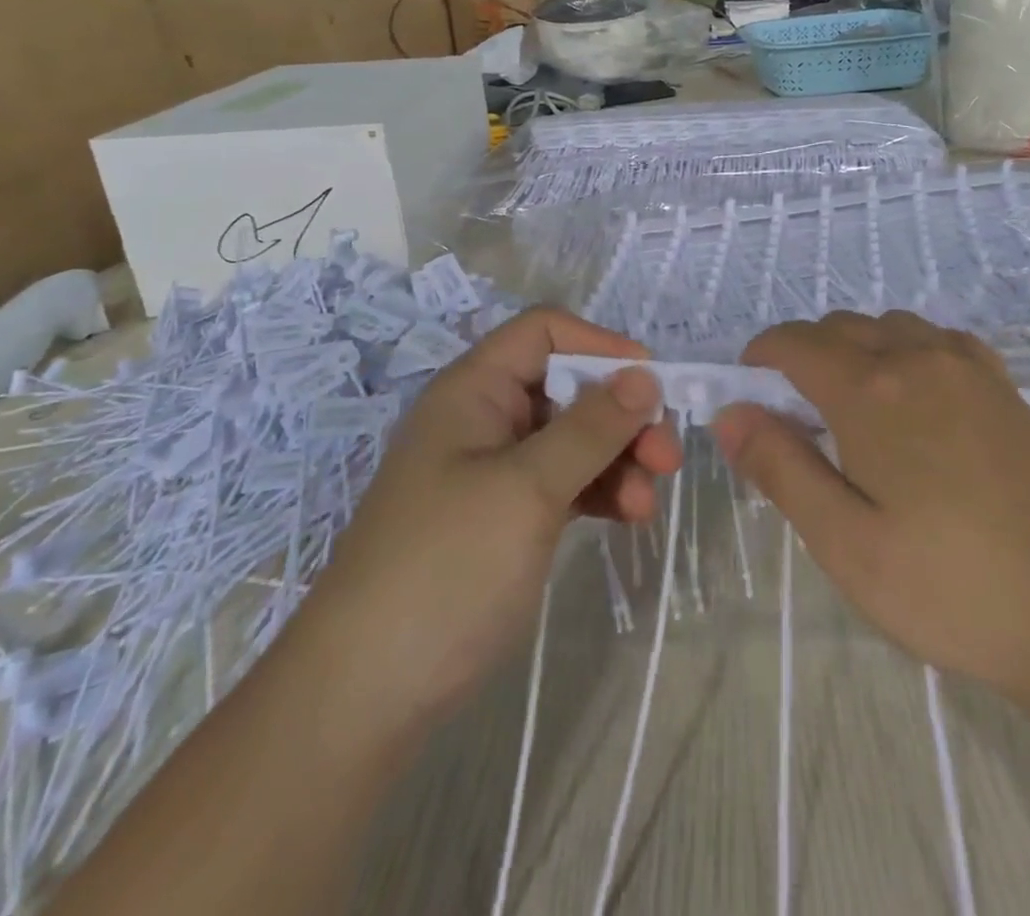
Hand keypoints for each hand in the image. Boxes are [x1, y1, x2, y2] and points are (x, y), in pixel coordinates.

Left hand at [288, 308, 679, 745]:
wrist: (363, 697)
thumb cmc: (445, 568)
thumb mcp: (527, 488)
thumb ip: (591, 427)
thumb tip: (646, 375)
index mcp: (474, 390)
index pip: (544, 332)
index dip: (600, 346)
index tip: (652, 384)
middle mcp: (484, 419)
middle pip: (568, 388)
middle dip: (621, 415)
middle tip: (666, 458)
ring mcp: (493, 471)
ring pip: (573, 439)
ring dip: (618, 460)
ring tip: (647, 505)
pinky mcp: (504, 517)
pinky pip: (564, 482)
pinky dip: (599, 492)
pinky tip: (627, 517)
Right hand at [712, 311, 1029, 707]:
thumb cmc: (952, 587)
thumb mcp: (846, 543)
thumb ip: (782, 467)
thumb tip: (730, 413)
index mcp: (871, 391)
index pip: (796, 342)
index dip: (760, 358)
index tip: (749, 396)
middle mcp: (917, 358)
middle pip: (840, 326)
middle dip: (803, 356)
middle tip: (797, 420)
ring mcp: (968, 367)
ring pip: (889, 326)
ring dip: (856, 350)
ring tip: (855, 413)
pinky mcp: (1005, 386)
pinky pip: (937, 340)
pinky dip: (906, 350)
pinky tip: (917, 402)